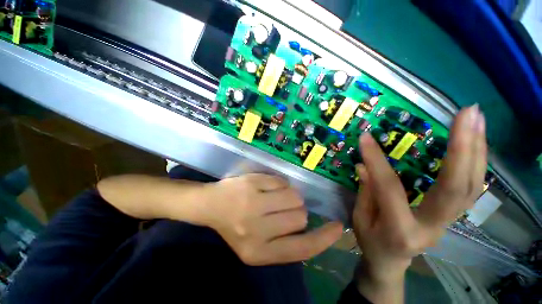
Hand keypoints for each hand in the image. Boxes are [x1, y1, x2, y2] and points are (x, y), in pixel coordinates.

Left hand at [201, 174, 342, 265]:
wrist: (211, 205)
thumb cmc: (236, 226)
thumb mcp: (257, 244)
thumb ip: (283, 240)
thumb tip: (310, 226)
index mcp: (258, 252)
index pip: (301, 249)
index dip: (323, 239)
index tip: (337, 227)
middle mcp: (257, 230)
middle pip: (300, 217)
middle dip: (297, 211)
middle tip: (282, 208)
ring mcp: (253, 204)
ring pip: (294, 197)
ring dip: (290, 195)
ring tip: (275, 197)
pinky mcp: (252, 184)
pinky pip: (281, 182)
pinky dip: (279, 184)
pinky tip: (265, 187)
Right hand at [353, 105, 485, 298]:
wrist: (391, 263)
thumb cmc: (371, 242)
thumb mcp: (360, 218)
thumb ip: (366, 192)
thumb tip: (364, 165)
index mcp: (400, 230)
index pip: (389, 188)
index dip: (376, 161)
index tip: (366, 138)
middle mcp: (433, 227)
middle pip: (455, 188)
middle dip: (463, 148)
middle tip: (467, 114)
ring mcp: (449, 222)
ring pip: (471, 186)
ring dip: (477, 150)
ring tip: (476, 118)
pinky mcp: (454, 216)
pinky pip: (470, 188)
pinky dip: (476, 162)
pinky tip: (475, 141)